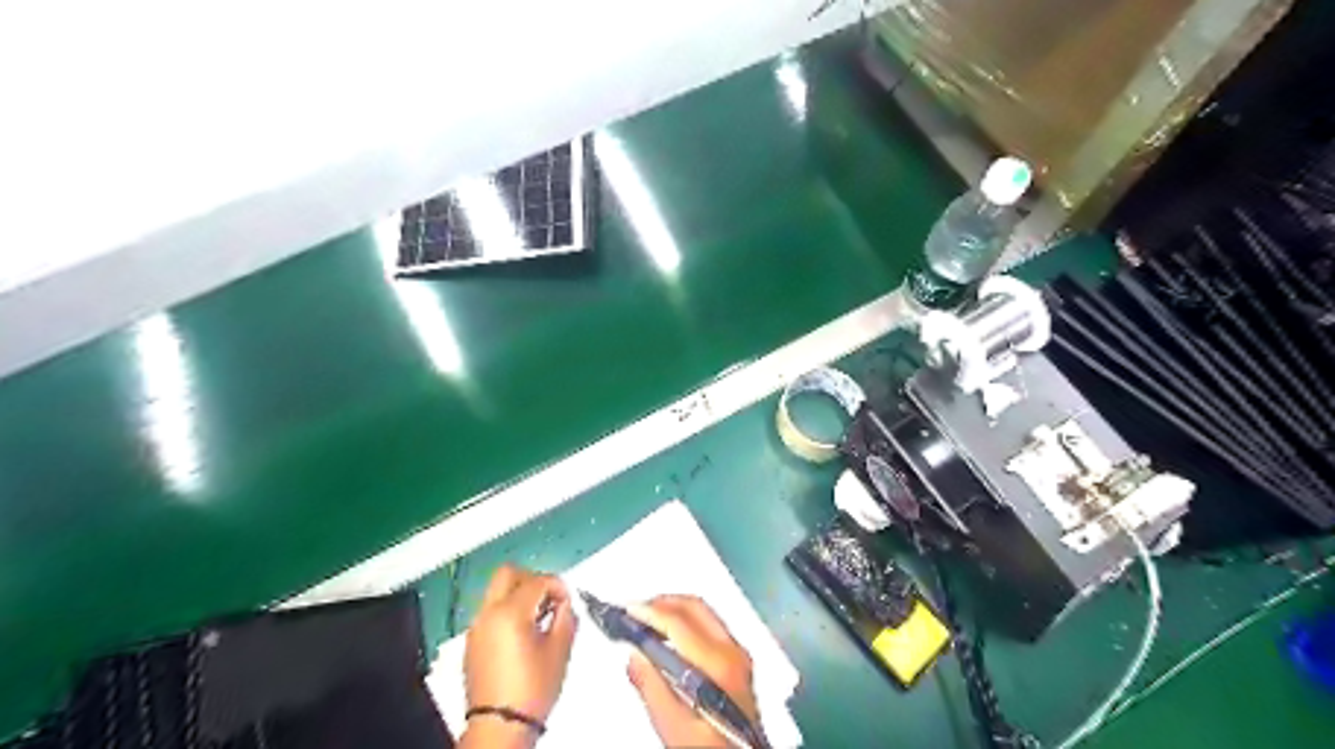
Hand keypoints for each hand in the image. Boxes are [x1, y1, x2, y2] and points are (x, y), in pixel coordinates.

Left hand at [462, 564, 577, 745]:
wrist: (499, 726)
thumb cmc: (533, 687)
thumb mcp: (560, 650)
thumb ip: (566, 617)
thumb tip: (564, 604)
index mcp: (510, 613)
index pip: (538, 581)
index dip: (558, 586)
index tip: (568, 601)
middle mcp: (488, 613)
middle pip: (508, 573)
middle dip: (532, 578)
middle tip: (549, 597)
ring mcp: (477, 627)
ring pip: (497, 591)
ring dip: (519, 594)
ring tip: (538, 617)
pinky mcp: (473, 641)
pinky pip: (490, 611)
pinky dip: (507, 610)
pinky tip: (523, 632)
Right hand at [626, 597, 760, 748]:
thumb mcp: (674, 727)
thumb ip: (652, 688)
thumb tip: (635, 655)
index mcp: (717, 665)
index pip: (678, 622)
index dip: (649, 611)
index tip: (626, 611)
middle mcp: (733, 652)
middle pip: (694, 607)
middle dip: (661, 603)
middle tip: (634, 611)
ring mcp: (740, 654)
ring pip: (704, 612)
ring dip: (674, 609)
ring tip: (647, 620)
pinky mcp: (740, 661)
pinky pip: (711, 625)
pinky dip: (687, 620)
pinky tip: (670, 635)